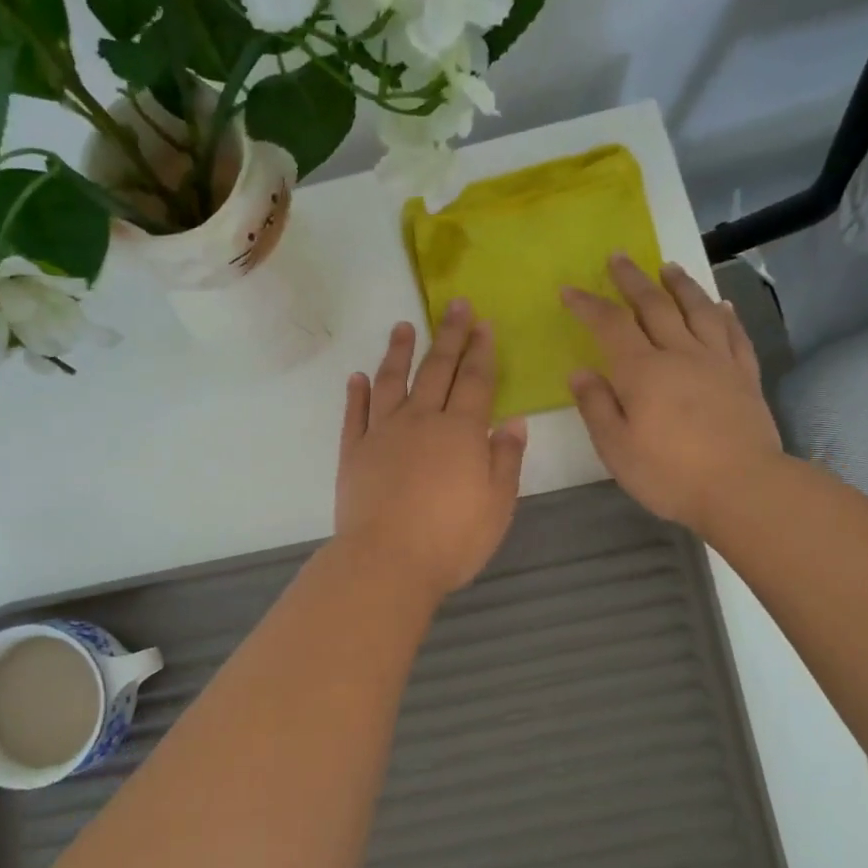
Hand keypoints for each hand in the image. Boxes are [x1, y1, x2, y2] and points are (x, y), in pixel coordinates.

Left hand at [334, 301, 527, 597]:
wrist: (386, 562)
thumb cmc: (452, 539)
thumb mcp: (498, 505)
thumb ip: (506, 459)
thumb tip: (514, 422)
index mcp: (461, 432)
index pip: (475, 381)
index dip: (482, 351)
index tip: (484, 323)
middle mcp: (421, 421)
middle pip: (437, 370)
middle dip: (449, 336)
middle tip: (455, 306)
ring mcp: (382, 434)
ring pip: (391, 382)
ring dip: (399, 352)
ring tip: (404, 327)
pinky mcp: (353, 453)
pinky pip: (355, 414)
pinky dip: (356, 393)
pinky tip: (358, 377)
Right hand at [562, 255, 785, 530]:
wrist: (743, 487)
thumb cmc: (669, 473)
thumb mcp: (616, 448)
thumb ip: (597, 406)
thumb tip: (580, 372)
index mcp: (642, 372)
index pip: (610, 325)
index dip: (587, 304)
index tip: (569, 289)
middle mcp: (680, 354)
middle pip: (655, 305)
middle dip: (632, 279)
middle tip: (619, 256)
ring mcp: (717, 361)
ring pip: (698, 310)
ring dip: (681, 285)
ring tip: (669, 267)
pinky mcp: (745, 376)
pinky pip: (734, 335)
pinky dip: (725, 315)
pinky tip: (722, 306)